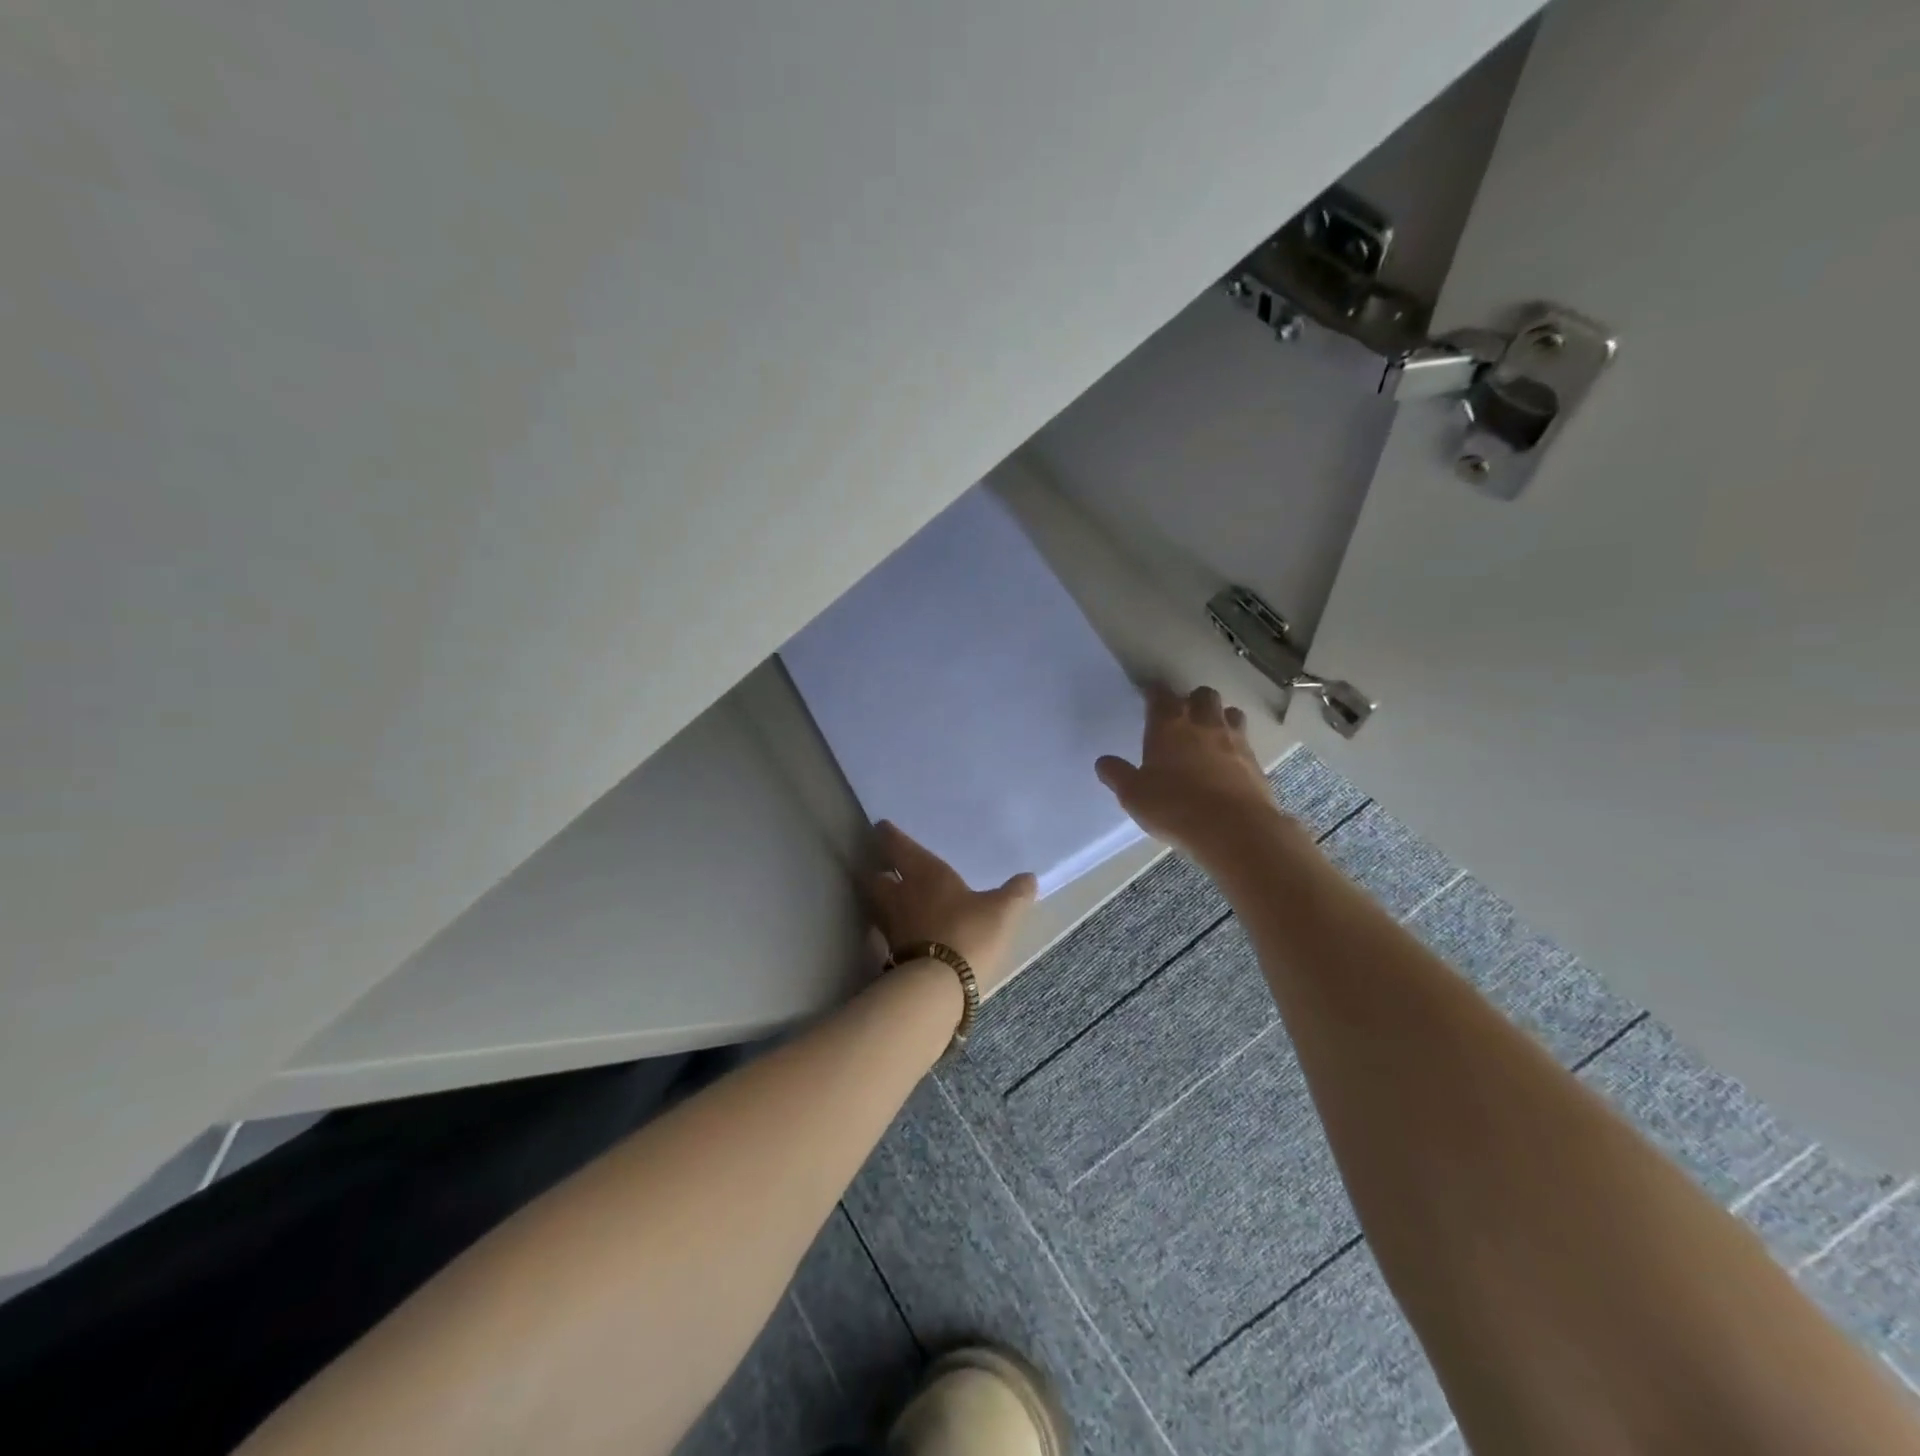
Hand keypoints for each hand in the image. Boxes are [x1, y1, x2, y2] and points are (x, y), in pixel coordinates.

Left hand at [866, 821, 1036, 997]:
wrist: (939, 986)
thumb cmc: (969, 933)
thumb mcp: (1002, 910)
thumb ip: (1015, 893)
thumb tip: (1029, 878)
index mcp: (923, 873)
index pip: (898, 846)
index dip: (889, 835)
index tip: (881, 827)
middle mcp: (900, 895)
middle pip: (877, 878)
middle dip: (879, 871)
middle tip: (884, 868)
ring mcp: (892, 927)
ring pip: (879, 906)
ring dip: (883, 901)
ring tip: (894, 901)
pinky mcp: (891, 955)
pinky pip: (886, 934)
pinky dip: (891, 931)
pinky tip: (903, 935)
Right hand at [1095, 685, 1288, 867]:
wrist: (1234, 830)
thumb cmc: (1175, 807)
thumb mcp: (1134, 795)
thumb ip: (1117, 775)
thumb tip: (1103, 762)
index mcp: (1169, 726)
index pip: (1161, 696)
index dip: (1154, 693)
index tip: (1149, 696)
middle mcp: (1204, 724)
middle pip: (1203, 695)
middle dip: (1193, 700)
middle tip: (1183, 715)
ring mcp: (1235, 741)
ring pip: (1230, 713)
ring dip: (1220, 717)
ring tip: (1210, 734)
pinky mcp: (1256, 762)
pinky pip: (1246, 742)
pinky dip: (1236, 745)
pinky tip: (1228, 762)